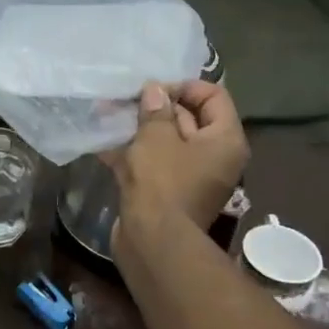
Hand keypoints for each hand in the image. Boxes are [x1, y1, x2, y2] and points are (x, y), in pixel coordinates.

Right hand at [109, 80, 248, 234]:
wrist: (152, 241)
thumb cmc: (162, 181)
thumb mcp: (156, 137)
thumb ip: (156, 109)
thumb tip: (155, 91)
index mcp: (225, 140)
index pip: (213, 96)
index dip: (183, 87)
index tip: (153, 90)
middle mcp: (216, 157)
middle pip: (190, 118)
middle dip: (157, 107)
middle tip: (126, 100)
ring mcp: (192, 177)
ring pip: (168, 142)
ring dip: (141, 129)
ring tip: (110, 116)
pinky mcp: (170, 193)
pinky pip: (155, 164)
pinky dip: (133, 153)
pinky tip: (104, 144)